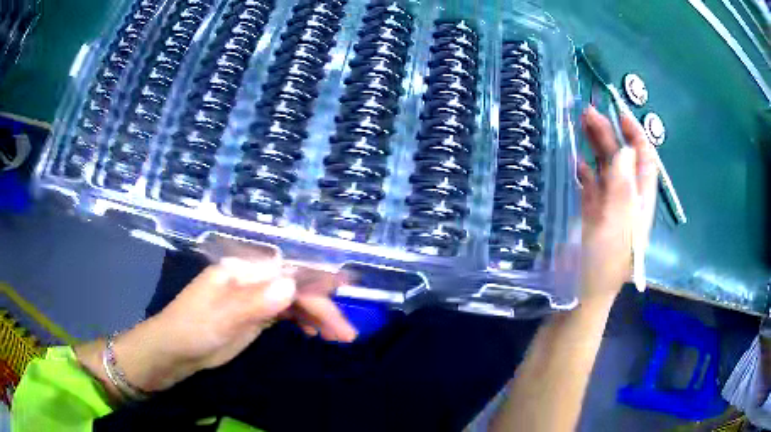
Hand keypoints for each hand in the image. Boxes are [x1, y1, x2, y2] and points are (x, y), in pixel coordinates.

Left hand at [76, 255, 355, 399]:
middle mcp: (250, 278)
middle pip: (294, 286)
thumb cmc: (191, 331)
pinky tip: (314, 333)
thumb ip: (254, 304)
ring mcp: (253, 297)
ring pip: (293, 300)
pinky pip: (286, 313)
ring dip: (317, 316)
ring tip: (338, 338)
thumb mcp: (220, 320)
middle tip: (346, 334)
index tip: (346, 291)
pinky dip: (303, 321)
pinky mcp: (254, 315)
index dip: (317, 280)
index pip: (286, 271)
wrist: (175, 352)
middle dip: (322, 306)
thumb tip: (290, 285)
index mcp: (241, 271)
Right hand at [578, 106, 657, 303]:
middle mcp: (627, 202)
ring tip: (578, 124)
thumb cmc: (600, 266)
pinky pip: (590, 184)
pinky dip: (583, 169)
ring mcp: (608, 208)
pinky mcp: (590, 215)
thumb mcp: (615, 228)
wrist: (580, 298)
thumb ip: (622, 189)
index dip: (636, 135)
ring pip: (606, 169)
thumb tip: (625, 151)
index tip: (620, 112)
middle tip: (587, 112)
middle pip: (623, 161)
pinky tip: (572, 159)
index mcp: (639, 204)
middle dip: (610, 134)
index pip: (645, 162)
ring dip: (595, 146)